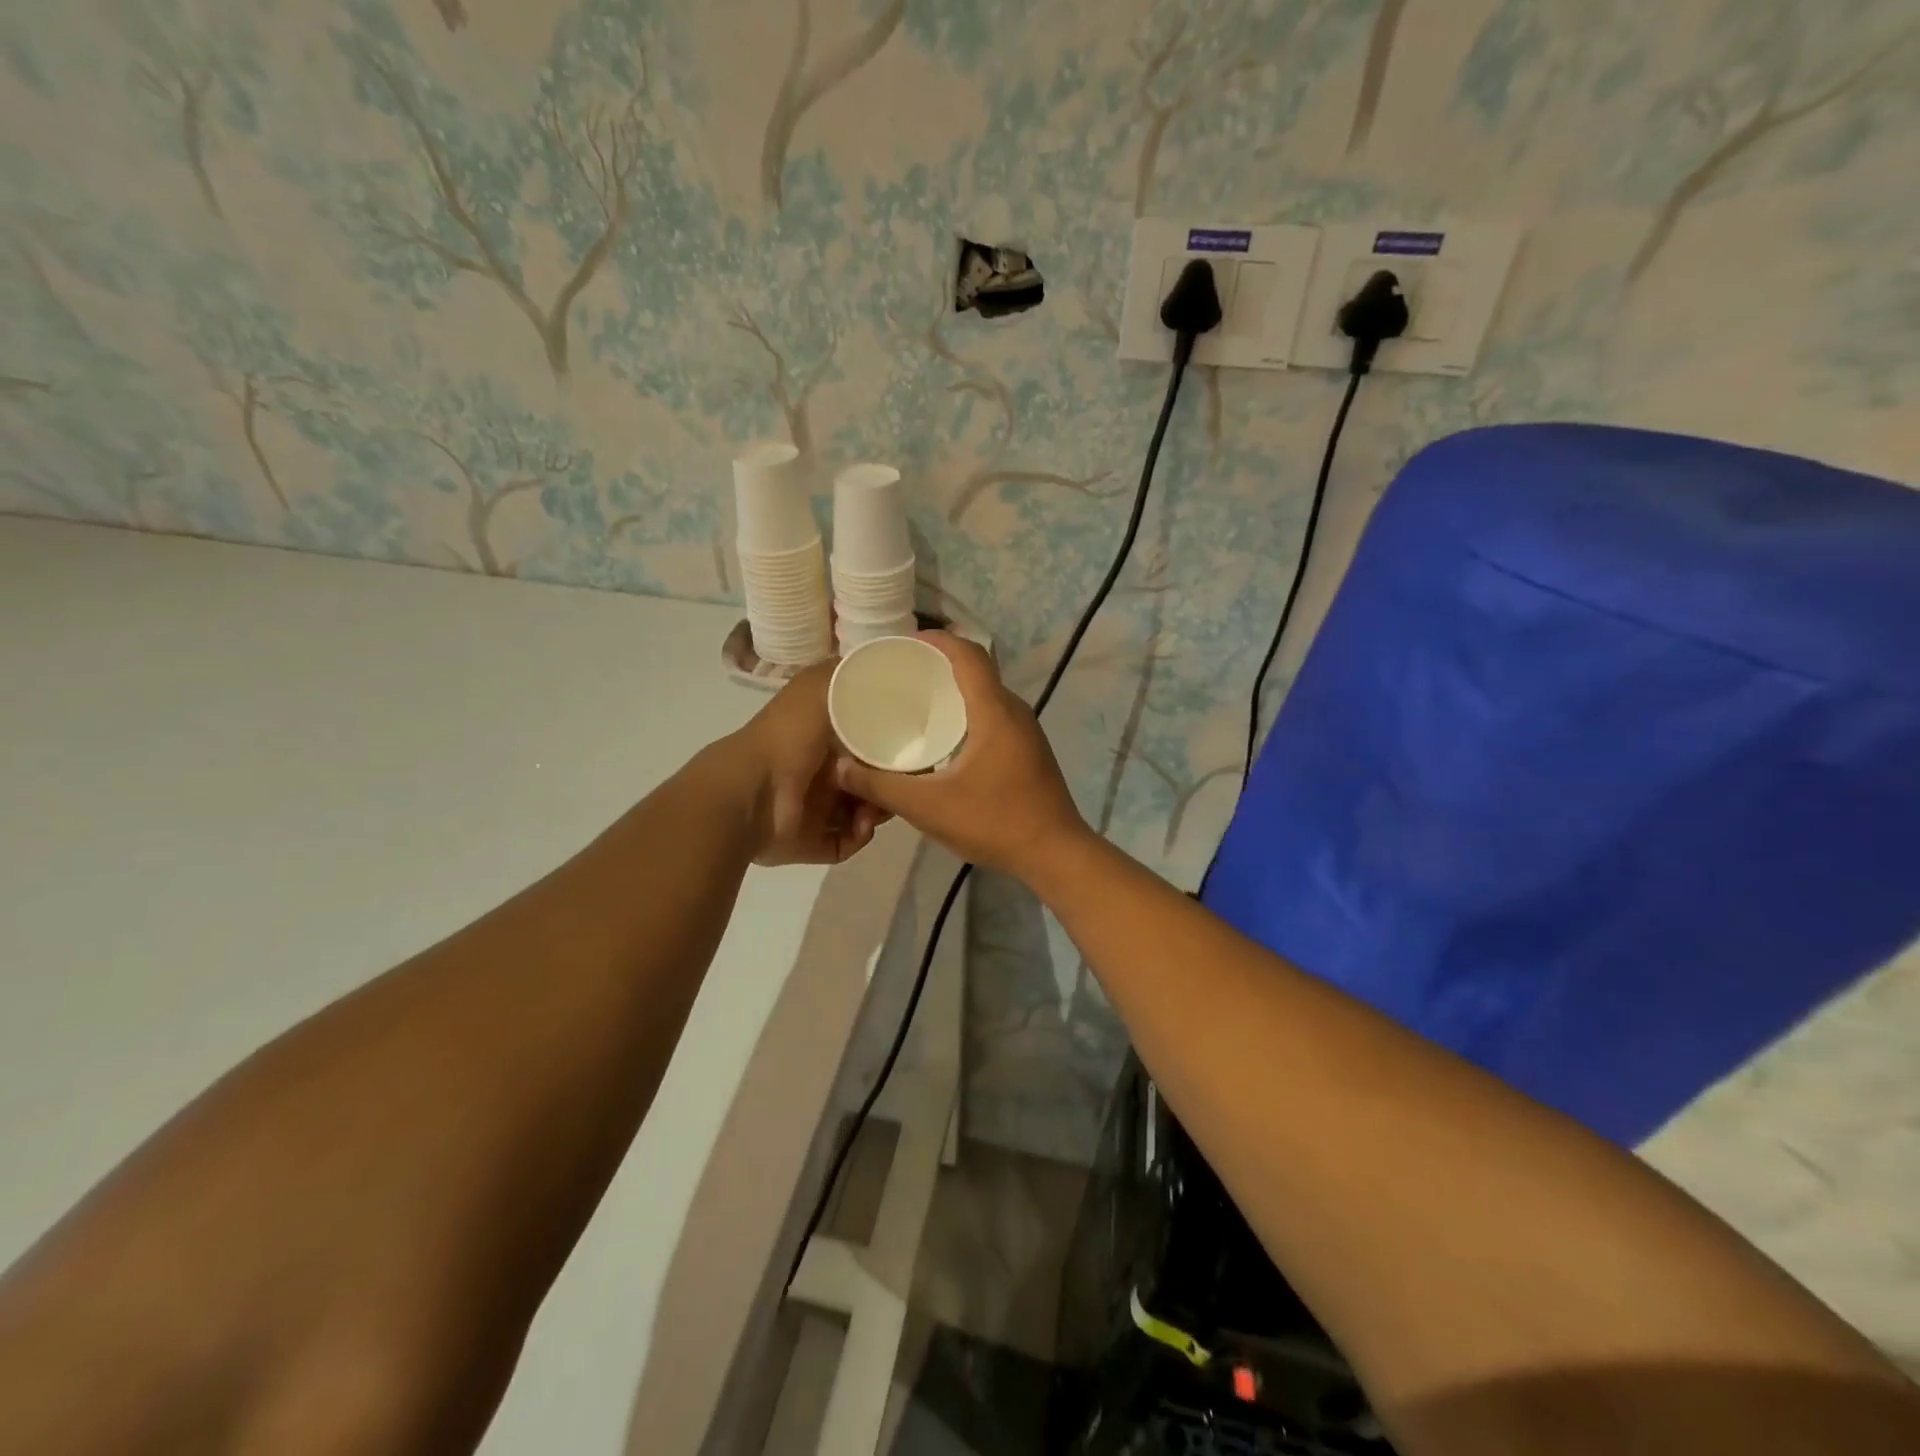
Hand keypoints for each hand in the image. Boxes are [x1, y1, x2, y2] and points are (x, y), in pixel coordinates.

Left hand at [727, 662, 889, 865]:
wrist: (752, 792)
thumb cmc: (788, 736)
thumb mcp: (818, 687)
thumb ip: (846, 673)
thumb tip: (876, 666)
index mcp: (820, 737)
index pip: (867, 740)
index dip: (891, 742)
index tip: (912, 743)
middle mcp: (820, 772)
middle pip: (871, 778)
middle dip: (890, 782)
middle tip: (900, 782)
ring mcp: (815, 809)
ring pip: (864, 811)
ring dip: (878, 810)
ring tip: (876, 806)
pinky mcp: (813, 841)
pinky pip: (848, 842)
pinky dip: (859, 835)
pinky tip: (860, 825)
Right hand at [832, 633, 1089, 880]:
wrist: (1055, 854)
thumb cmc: (995, 821)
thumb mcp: (929, 807)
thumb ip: (881, 787)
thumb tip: (841, 767)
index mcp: (994, 710)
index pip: (967, 653)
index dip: (935, 639)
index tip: (901, 643)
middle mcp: (1014, 711)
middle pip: (975, 670)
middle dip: (937, 666)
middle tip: (898, 675)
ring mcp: (1025, 731)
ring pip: (985, 695)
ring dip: (953, 691)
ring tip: (914, 702)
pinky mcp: (1027, 750)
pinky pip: (992, 716)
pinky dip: (966, 714)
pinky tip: (943, 739)